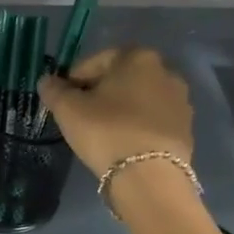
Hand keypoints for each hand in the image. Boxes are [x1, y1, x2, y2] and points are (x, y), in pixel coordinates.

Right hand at [37, 47, 194, 177]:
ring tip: (103, 132)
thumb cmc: (106, 131)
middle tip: (81, 115)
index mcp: (137, 57)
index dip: (74, 79)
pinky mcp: (186, 128)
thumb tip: (47, 81)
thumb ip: (54, 90)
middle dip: (101, 92)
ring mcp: (180, 100)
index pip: (96, 61)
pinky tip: (123, 143)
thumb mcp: (68, 109)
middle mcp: (165, 71)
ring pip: (139, 99)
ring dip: (121, 109)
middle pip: (121, 78)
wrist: (149, 176)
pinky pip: (153, 120)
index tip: (63, 100)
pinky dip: (137, 126)